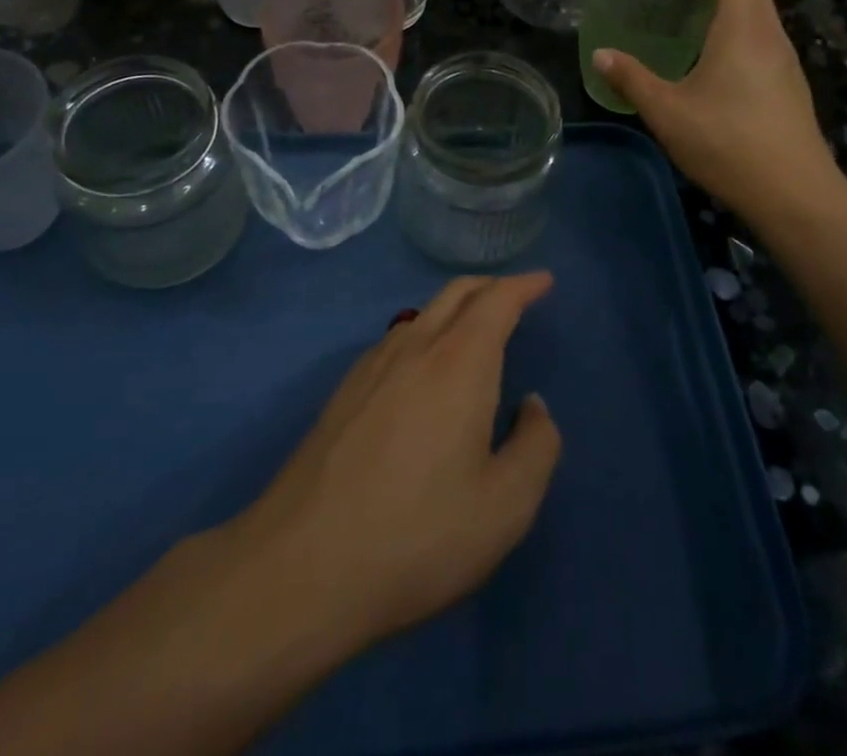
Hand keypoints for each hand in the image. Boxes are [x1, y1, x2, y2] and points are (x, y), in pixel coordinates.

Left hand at [222, 272, 561, 653]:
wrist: (302, 565)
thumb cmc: (417, 536)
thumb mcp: (504, 507)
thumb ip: (536, 447)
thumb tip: (532, 406)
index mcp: (459, 362)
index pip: (497, 300)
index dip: (523, 285)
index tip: (544, 280)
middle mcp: (415, 347)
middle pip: (456, 293)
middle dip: (491, 286)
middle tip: (516, 295)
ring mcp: (372, 365)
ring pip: (423, 314)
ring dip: (456, 308)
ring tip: (475, 329)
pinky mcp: (345, 391)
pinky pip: (397, 339)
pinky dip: (426, 333)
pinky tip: (424, 369)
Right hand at [593, 0, 842, 218]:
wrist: (793, 192)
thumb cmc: (726, 142)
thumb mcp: (667, 111)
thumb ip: (632, 80)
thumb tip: (599, 54)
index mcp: (741, 33)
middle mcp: (770, 40)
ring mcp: (787, 66)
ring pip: (767, 21)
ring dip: (742, 7)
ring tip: (711, 16)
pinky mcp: (793, 90)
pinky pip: (770, 43)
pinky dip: (750, 33)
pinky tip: (729, 60)